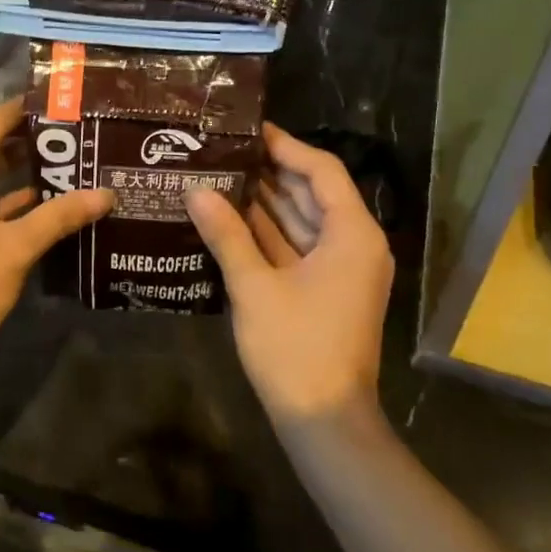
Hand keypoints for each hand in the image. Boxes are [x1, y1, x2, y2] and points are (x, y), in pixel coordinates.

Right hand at [186, 124, 393, 425]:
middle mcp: (353, 244)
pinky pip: (297, 248)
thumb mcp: (255, 287)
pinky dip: (267, 234)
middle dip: (269, 172)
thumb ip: (226, 235)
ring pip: (302, 221)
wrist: (325, 421)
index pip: (321, 171)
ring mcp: (341, 269)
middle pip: (312, 193)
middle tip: (223, 151)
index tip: (247, 130)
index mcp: (351, 234)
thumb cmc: (296, 348)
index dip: (285, 147)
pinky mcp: (326, 290)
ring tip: (219, 175)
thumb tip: (196, 190)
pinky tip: (229, 219)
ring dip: (265, 202)